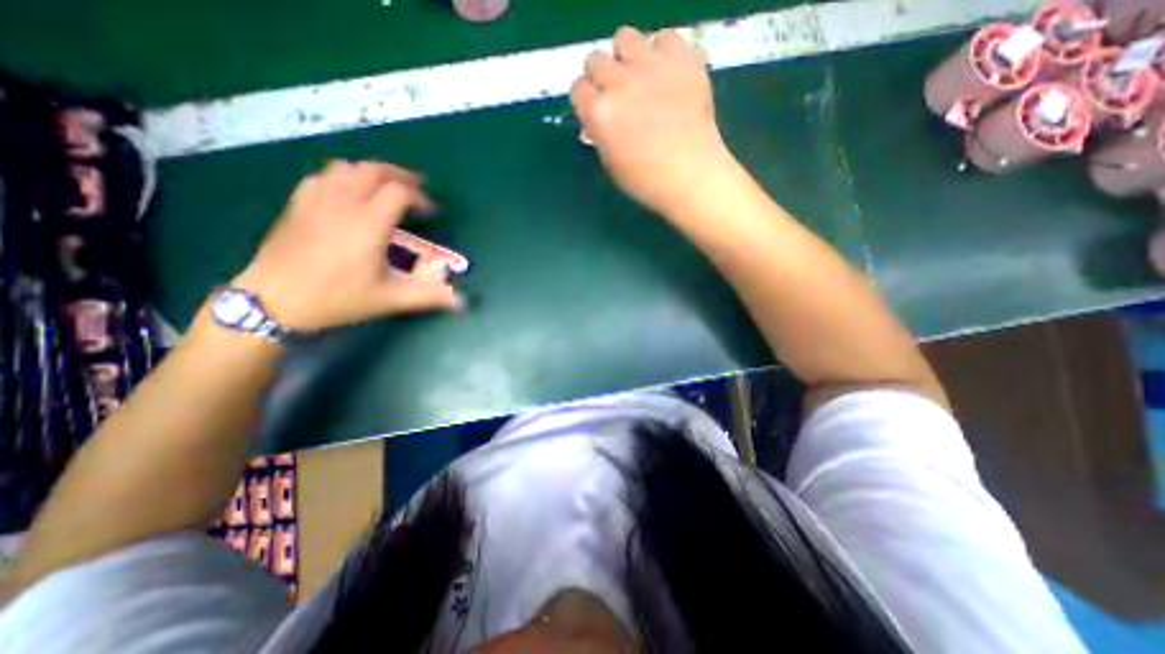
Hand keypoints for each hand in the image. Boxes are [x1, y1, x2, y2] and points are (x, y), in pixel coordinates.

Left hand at [229, 157, 462, 331]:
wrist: (272, 301)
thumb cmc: (337, 299)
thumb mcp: (389, 300)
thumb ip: (429, 297)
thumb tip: (463, 302)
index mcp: (369, 224)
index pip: (399, 192)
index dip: (421, 197)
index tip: (431, 212)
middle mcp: (344, 203)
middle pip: (374, 170)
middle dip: (399, 176)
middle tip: (415, 190)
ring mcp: (316, 200)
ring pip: (347, 168)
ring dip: (372, 173)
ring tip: (385, 188)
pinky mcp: (297, 204)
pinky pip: (323, 176)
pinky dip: (342, 177)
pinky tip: (348, 193)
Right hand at [569, 27, 730, 213]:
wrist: (691, 176)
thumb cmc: (646, 181)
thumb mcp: (611, 164)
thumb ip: (600, 134)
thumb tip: (599, 118)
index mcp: (599, 113)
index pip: (578, 88)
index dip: (587, 100)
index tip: (597, 110)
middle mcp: (619, 83)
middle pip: (596, 60)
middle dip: (603, 78)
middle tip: (619, 97)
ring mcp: (651, 67)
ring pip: (625, 37)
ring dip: (627, 57)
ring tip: (641, 78)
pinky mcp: (681, 60)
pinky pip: (664, 37)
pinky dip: (663, 53)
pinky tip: (668, 75)